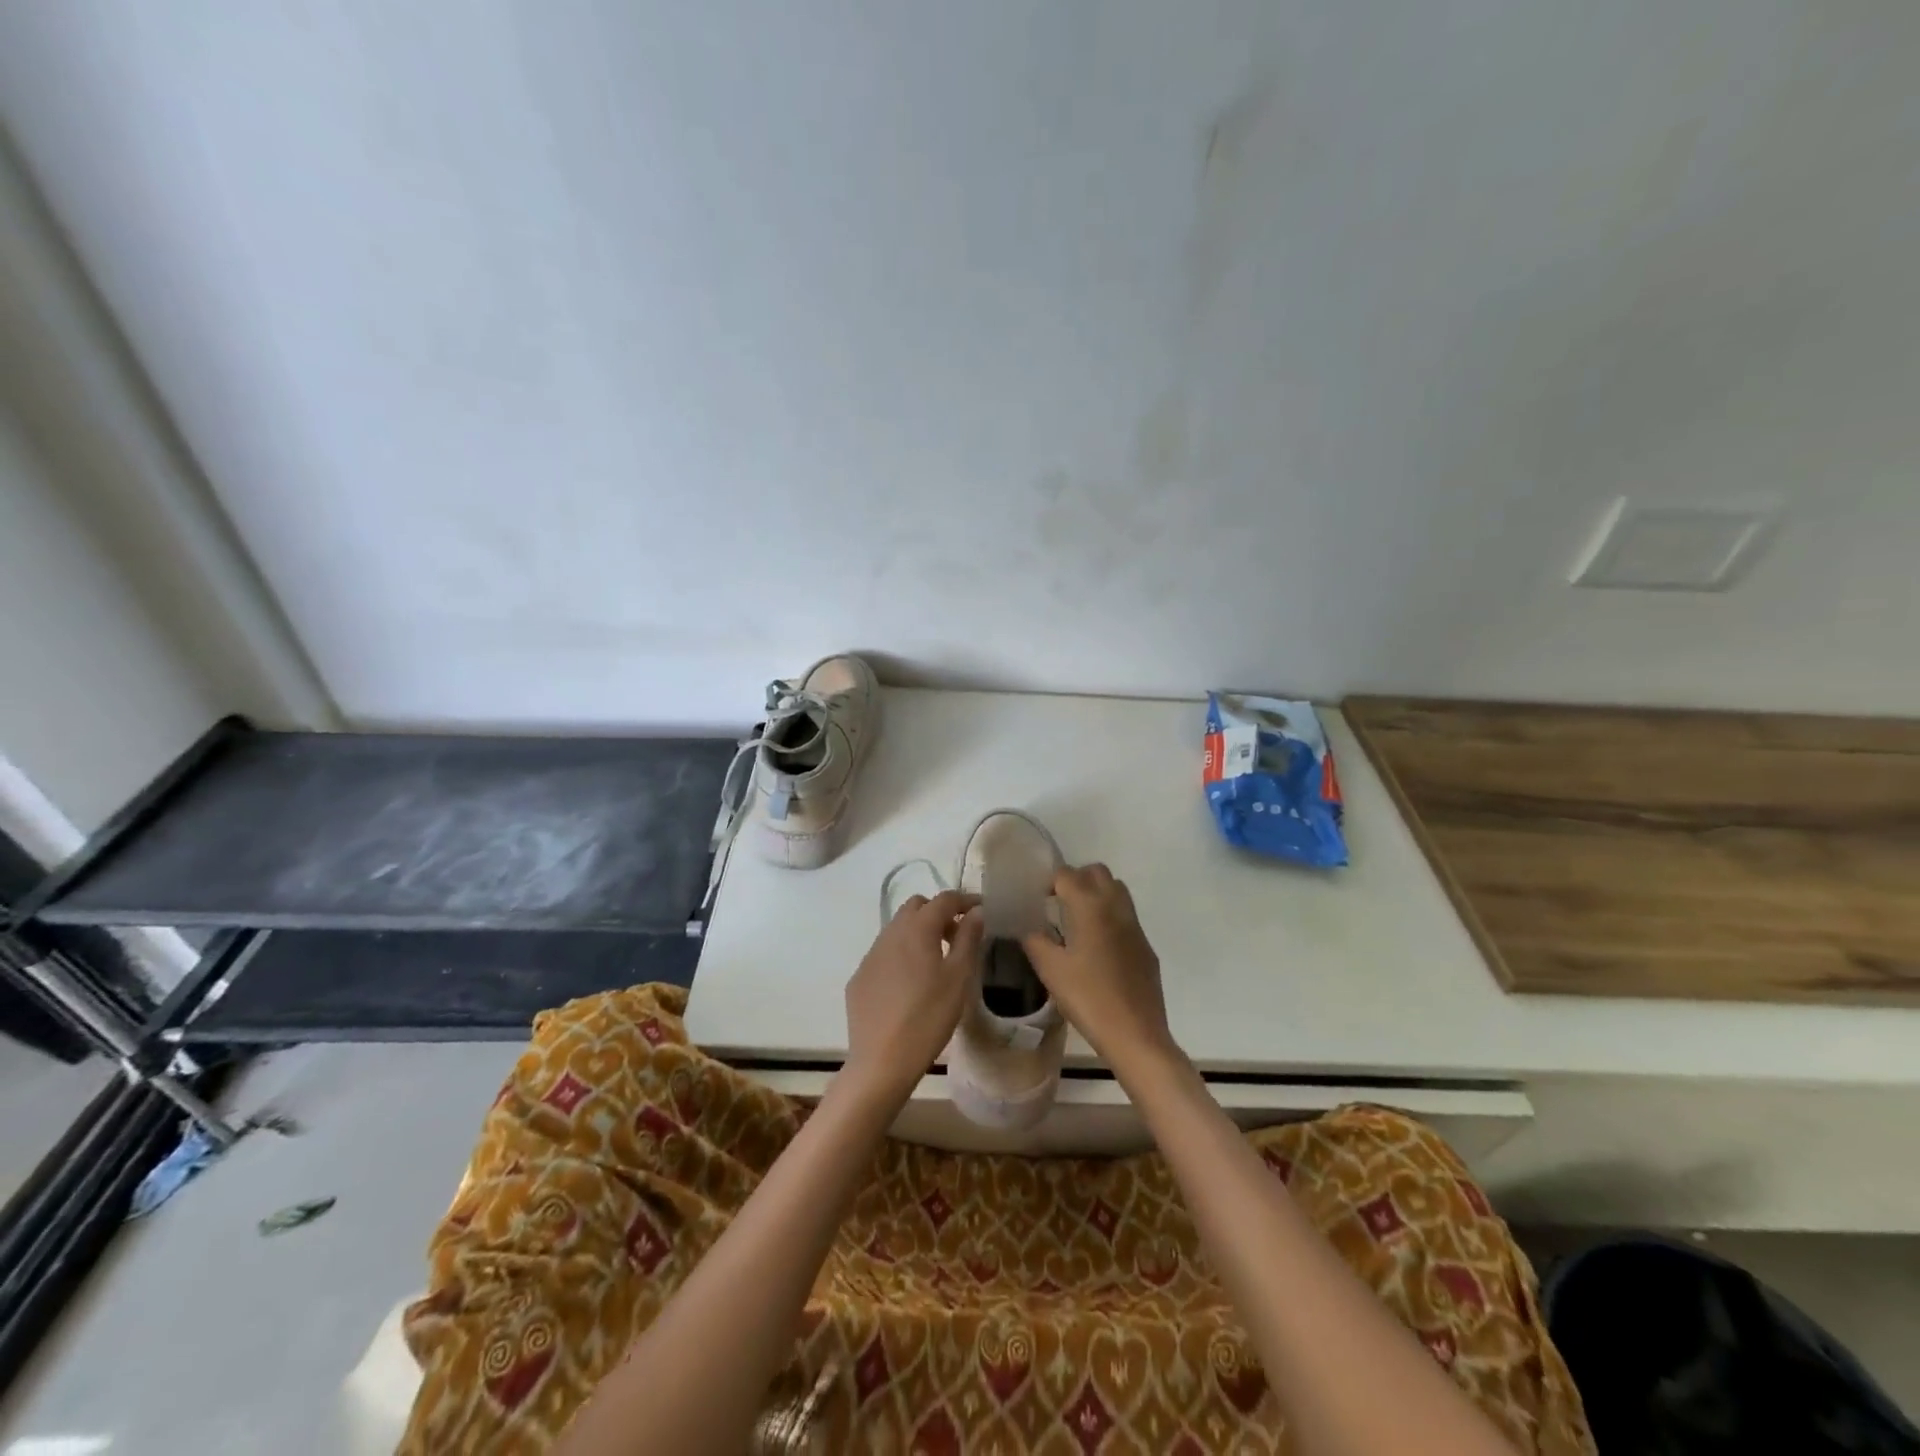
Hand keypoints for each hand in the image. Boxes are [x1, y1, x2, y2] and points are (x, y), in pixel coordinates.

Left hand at [843, 890, 982, 1106]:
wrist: (881, 1061)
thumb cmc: (929, 1017)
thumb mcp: (959, 977)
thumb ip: (968, 938)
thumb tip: (976, 912)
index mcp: (917, 928)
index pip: (944, 899)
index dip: (965, 900)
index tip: (981, 910)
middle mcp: (890, 933)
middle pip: (916, 906)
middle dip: (938, 913)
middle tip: (957, 936)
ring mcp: (870, 954)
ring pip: (897, 928)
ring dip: (918, 932)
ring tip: (936, 961)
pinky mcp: (859, 977)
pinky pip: (884, 953)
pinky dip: (901, 954)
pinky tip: (910, 984)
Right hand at [1021, 864, 1178, 1079]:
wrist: (1135, 1034)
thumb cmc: (1088, 998)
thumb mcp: (1050, 969)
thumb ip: (1034, 940)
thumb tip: (1026, 926)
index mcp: (1090, 906)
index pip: (1067, 874)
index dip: (1048, 881)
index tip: (1035, 898)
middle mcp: (1116, 907)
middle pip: (1097, 872)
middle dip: (1075, 879)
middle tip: (1056, 902)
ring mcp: (1135, 926)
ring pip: (1116, 890)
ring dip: (1096, 893)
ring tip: (1076, 920)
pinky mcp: (1145, 946)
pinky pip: (1126, 916)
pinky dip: (1109, 917)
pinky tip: (1097, 948)